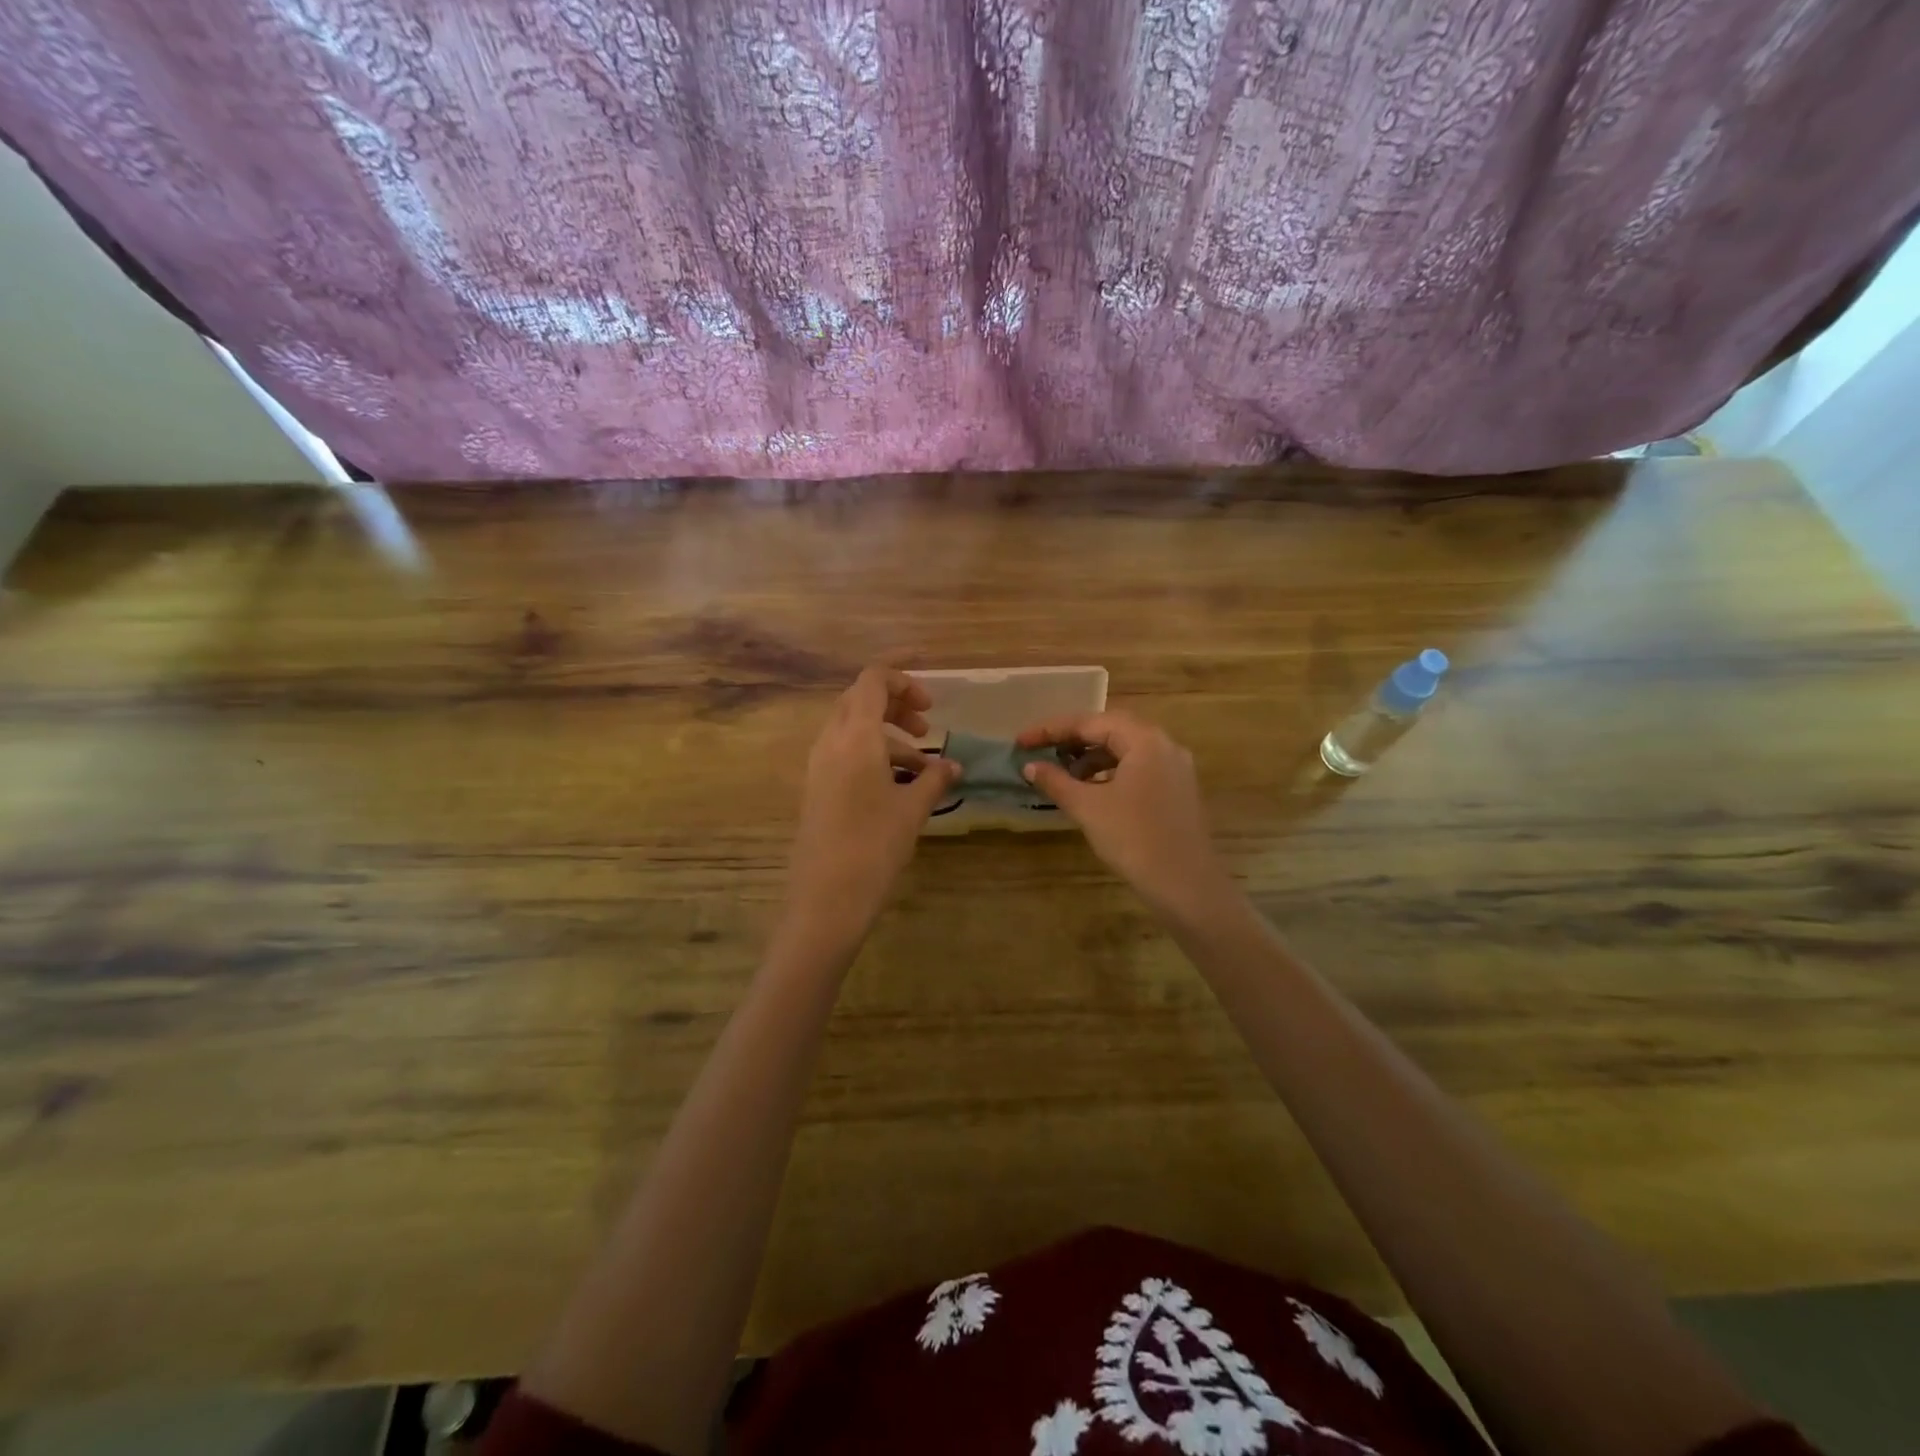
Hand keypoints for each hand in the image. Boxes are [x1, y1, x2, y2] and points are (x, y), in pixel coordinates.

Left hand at [784, 665, 960, 944]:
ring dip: (887, 736)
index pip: (873, 681)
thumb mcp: (912, 809)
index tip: (932, 700)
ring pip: (852, 730)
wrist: (825, 897)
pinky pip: (844, 754)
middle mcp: (831, 742)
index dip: (902, 678)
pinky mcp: (816, 789)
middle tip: (927, 727)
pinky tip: (898, 787)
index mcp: (856, 736)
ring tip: (922, 767)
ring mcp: (819, 766)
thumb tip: (954, 766)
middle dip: (896, 706)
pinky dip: (872, 756)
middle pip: (860, 701)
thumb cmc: (874, 846)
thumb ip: (935, 779)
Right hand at [1017, 712, 1234, 919]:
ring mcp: (1175, 768)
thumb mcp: (1087, 807)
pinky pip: (1138, 768)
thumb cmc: (1134, 839)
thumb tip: (1030, 766)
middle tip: (1041, 751)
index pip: (1090, 722)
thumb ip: (1056, 781)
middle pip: (1110, 730)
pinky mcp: (1178, 791)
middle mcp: (1164, 745)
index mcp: (1144, 739)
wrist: (1186, 885)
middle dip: (1072, 739)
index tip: (1021, 741)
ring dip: (1091, 757)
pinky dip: (1110, 773)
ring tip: (1062, 774)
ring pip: (1125, 750)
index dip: (1051, 730)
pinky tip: (1091, 791)